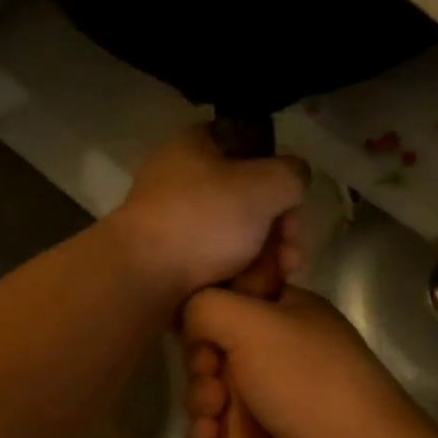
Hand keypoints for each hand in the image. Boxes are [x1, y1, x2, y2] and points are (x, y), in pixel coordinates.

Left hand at [107, 127, 305, 294]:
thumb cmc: (205, 218)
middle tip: (290, 257)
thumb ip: (291, 174)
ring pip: (233, 236)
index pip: (249, 148)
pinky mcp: (167, 259)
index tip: (293, 206)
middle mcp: (180, 179)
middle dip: (277, 231)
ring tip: (273, 281)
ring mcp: (171, 221)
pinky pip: (213, 262)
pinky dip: (234, 275)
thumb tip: (293, 180)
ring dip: (262, 258)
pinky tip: (250, 292)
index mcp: (195, 146)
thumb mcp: (265, 184)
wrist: (144, 276)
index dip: (278, 176)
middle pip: (246, 199)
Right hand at [183, 286, 433, 437]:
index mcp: (289, 310)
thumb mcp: (250, 321)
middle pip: (216, 346)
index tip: (197, 326)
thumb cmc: (302, 377)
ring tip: (213, 416)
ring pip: (213, 388)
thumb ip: (205, 306)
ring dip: (203, 401)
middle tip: (210, 376)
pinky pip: (220, 425)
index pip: (235, 296)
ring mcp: (274, 395)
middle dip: (202, 364)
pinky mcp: (264, 436)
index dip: (209, 311)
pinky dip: (211, 432)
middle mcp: (282, 349)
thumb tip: (189, 323)